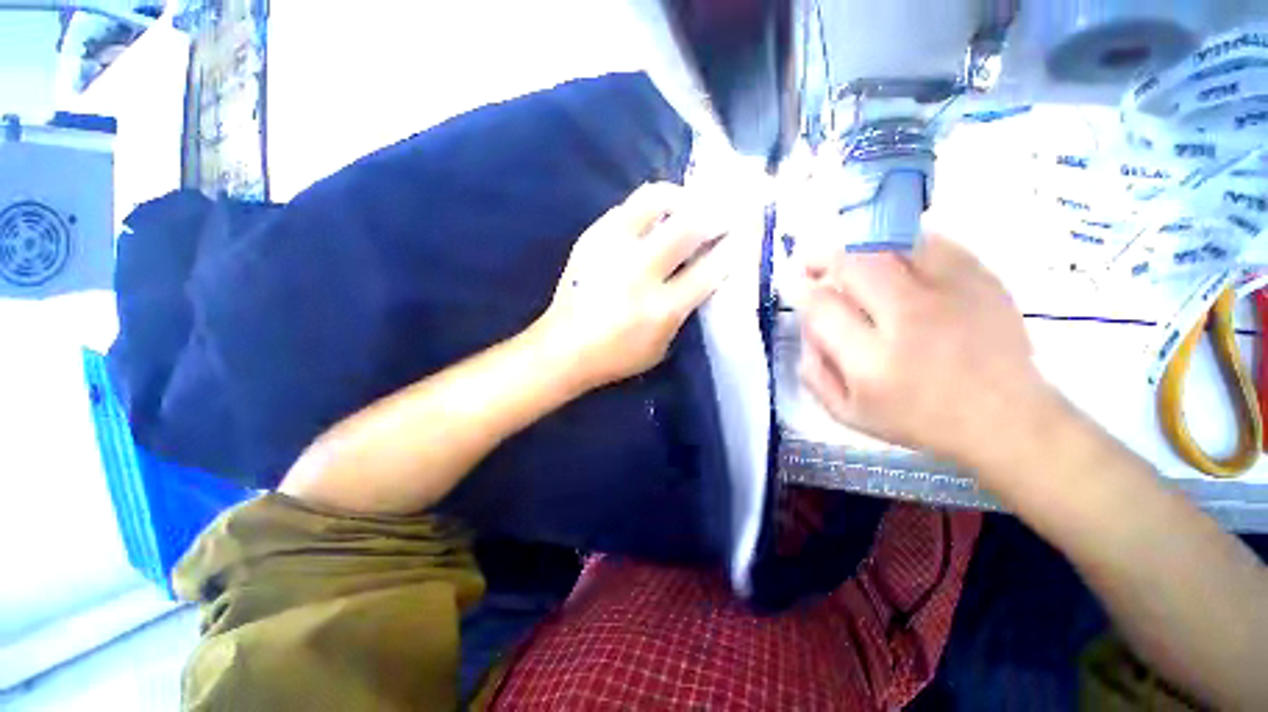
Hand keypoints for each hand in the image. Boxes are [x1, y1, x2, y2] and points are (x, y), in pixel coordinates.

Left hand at [537, 182, 731, 388]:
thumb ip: (683, 313)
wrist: (563, 348)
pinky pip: (626, 207)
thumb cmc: (616, 355)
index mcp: (662, 307)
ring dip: (680, 197)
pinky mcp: (592, 238)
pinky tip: (654, 216)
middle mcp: (641, 272)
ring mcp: (613, 249)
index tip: (743, 236)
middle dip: (715, 213)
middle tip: (724, 210)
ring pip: (654, 201)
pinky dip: (648, 206)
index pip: (709, 269)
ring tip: (688, 203)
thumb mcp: (661, 347)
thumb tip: (700, 279)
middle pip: (688, 226)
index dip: (731, 249)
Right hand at [797, 235, 1063, 476]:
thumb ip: (813, 373)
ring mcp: (951, 294)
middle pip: (854, 265)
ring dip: (859, 250)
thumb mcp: (848, 414)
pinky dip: (902, 246)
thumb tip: (806, 328)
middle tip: (814, 265)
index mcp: (872, 362)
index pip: (822, 306)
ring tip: (851, 262)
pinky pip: (931, 243)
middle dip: (824, 259)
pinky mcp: (981, 279)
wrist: (1005, 419)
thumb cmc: (918, 421)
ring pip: (890, 246)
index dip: (801, 290)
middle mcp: (909, 320)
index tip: (797, 287)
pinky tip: (894, 261)